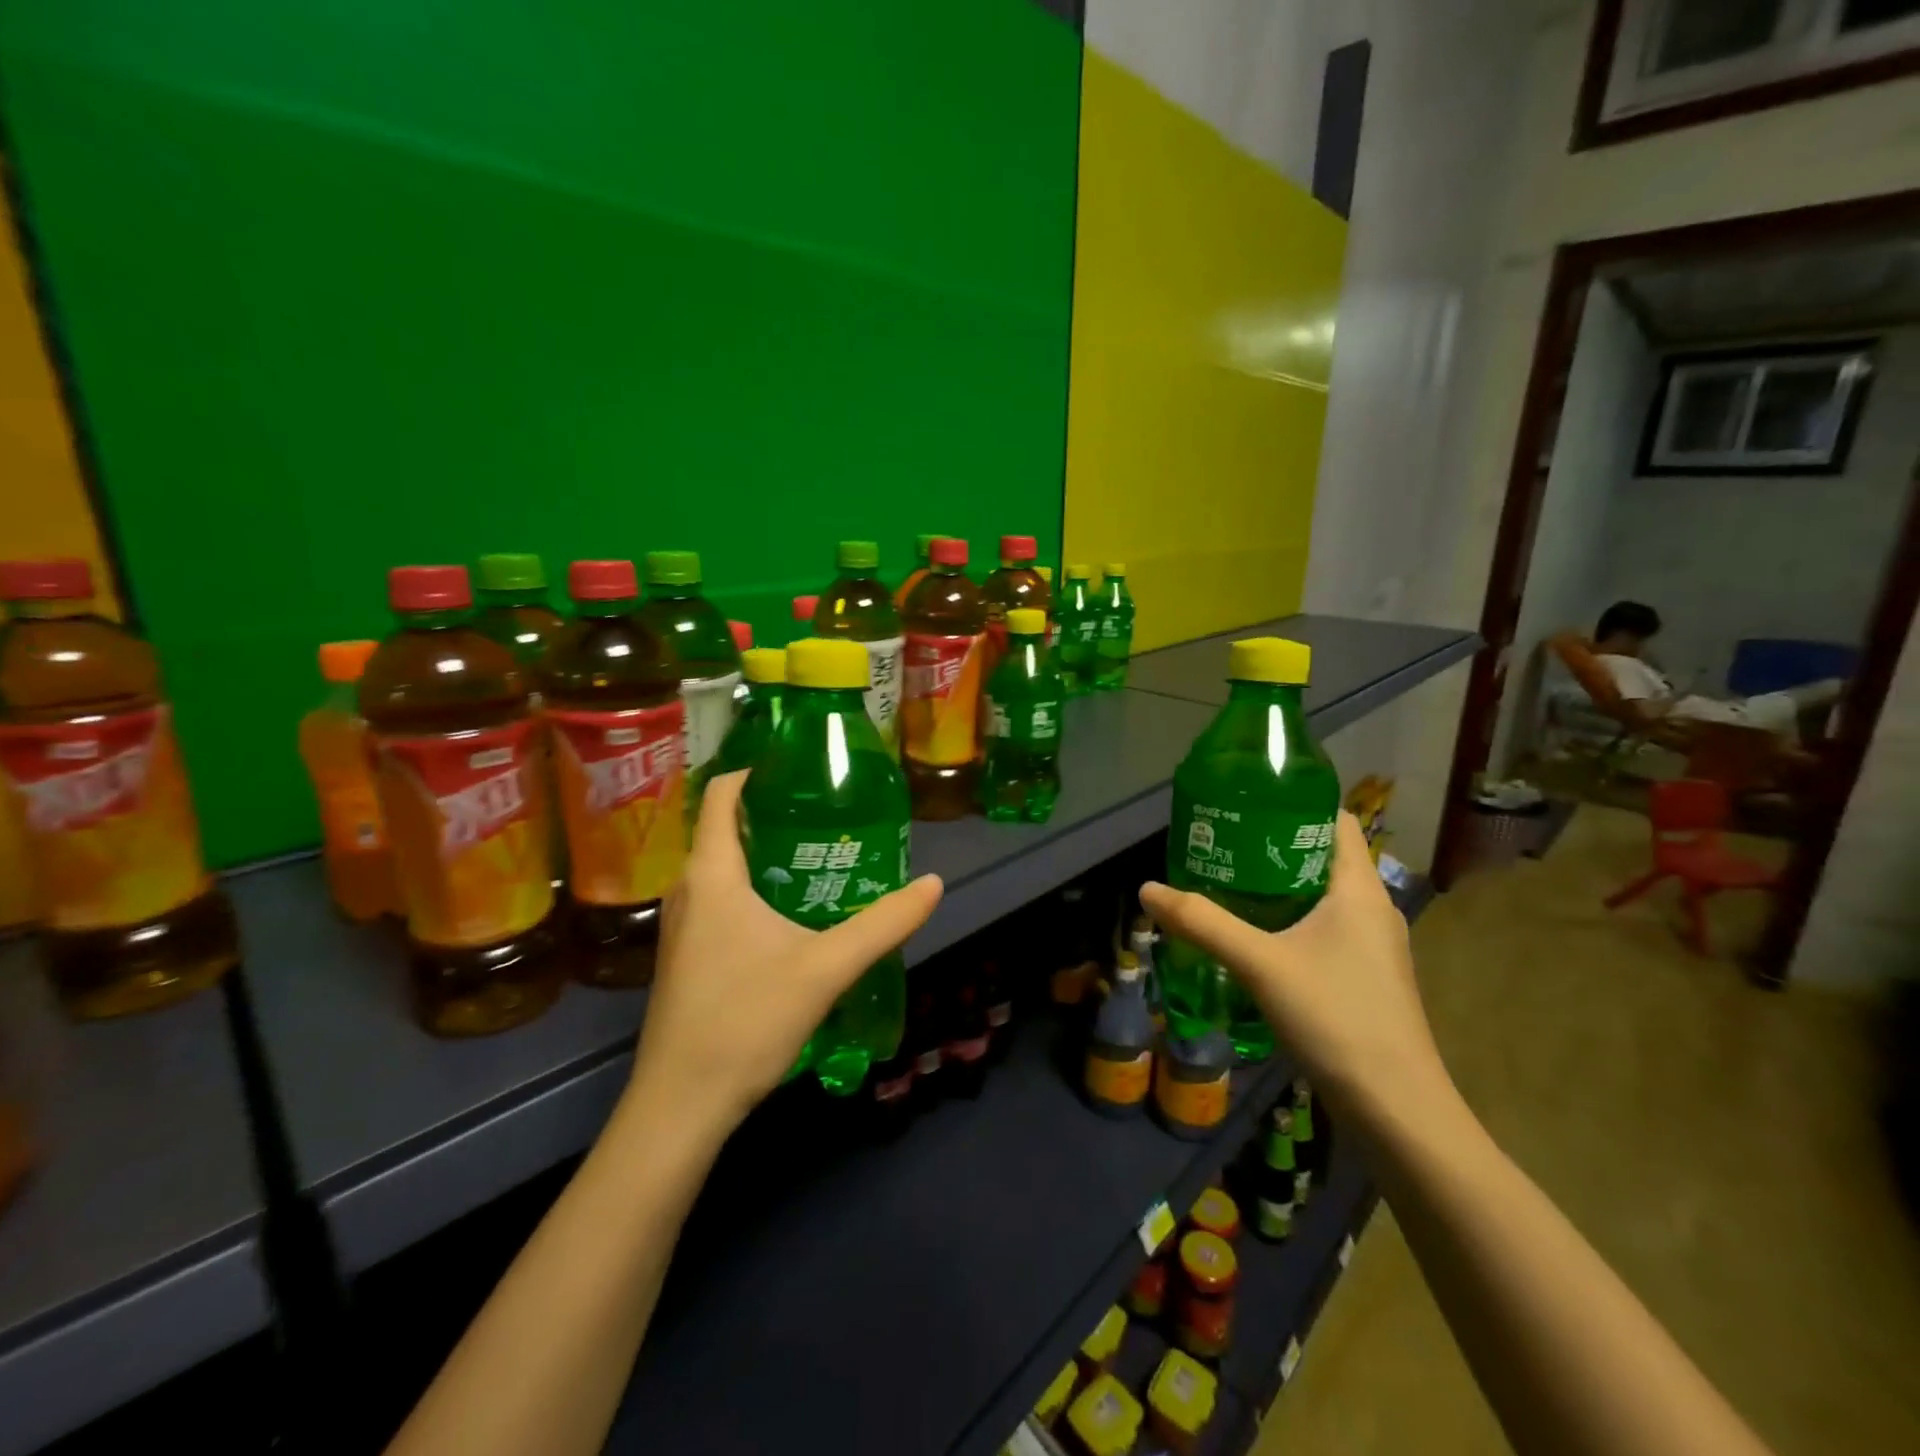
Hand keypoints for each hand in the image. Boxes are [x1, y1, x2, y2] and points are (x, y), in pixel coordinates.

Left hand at [628, 771, 943, 1135]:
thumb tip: (932, 884)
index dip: (758, 772)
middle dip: (776, 814)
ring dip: (767, 854)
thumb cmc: (745, 1020)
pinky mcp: (686, 955)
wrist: (680, 1105)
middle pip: (727, 828)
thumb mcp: (826, 968)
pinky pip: (720, 898)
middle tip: (831, 814)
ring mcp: (681, 925)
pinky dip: (754, 887)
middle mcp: (688, 890)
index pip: (722, 795)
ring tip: (821, 855)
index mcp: (712, 875)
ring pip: (724, 867)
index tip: (804, 770)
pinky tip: (792, 912)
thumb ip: (883, 924)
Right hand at [1140, 812, 1449, 1125]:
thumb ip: (1203, 923)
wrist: (1397, 1110)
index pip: (1335, 820)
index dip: (1294, 803)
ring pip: (1322, 896)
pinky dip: (1290, 920)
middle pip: (1322, 856)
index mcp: (1359, 888)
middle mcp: (1373, 908)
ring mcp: (1373, 946)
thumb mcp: (1260, 964)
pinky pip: (1324, 929)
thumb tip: (1147, 889)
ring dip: (1278, 886)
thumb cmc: (1337, 1017)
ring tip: (1227, 882)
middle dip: (1272, 845)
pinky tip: (1254, 937)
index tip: (1245, 800)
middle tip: (1220, 842)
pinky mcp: (1365, 977)